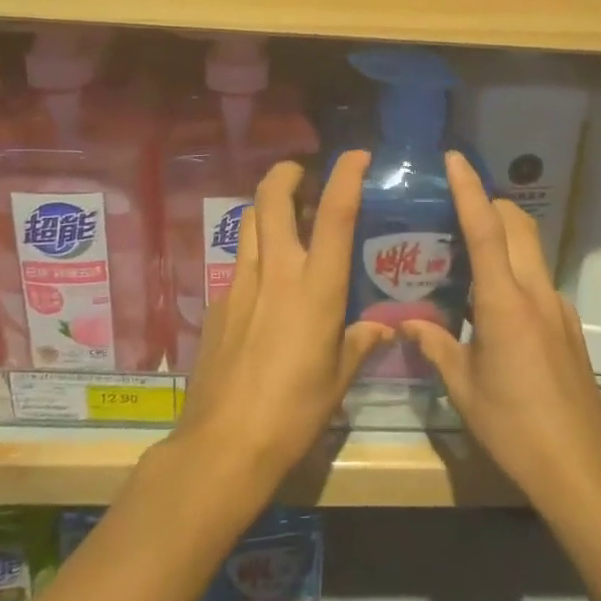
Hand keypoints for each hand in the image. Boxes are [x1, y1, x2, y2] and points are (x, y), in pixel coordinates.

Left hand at [175, 152, 389, 487]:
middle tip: (304, 173)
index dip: (347, 176)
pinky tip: (267, 283)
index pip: (336, 214)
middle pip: (273, 199)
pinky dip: (256, 253)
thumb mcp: (339, 378)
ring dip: (269, 207)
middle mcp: (276, 272)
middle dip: (287, 173)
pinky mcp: (218, 303)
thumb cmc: (294, 411)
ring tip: (288, 218)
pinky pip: (240, 262)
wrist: (223, 444)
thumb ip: (361, 343)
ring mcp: (240, 284)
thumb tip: (383, 328)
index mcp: (316, 288)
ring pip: (250, 223)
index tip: (356, 155)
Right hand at [401, 150, 600, 507]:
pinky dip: (515, 272)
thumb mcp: (463, 388)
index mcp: (505, 303)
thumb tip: (407, 325)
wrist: (579, 466)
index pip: (486, 229)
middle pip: (518, 225)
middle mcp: (537, 293)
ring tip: (467, 255)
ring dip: (504, 238)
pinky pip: (539, 281)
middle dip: (491, 203)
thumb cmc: (513, 426)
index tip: (454, 160)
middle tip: (455, 207)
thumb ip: (435, 346)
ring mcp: (559, 307)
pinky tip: (494, 307)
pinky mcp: (569, 326)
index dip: (469, 190)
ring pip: (531, 250)